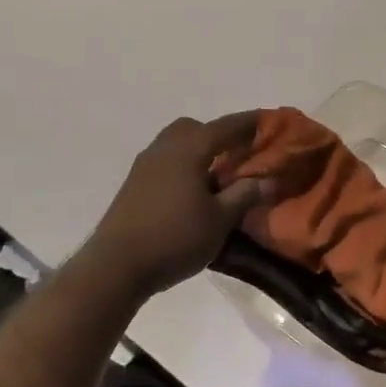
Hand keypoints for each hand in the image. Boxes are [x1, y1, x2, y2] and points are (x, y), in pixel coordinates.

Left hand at [87, 113, 274, 295]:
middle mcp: (165, 148)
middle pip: (195, 128)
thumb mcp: (220, 220)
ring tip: (218, 173)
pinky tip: (192, 191)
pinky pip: (165, 161)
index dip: (250, 123)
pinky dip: (183, 165)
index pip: (226, 127)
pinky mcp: (133, 184)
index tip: (269, 120)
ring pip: (176, 144)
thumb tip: (268, 180)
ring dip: (198, 150)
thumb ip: (245, 195)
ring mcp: (144, 165)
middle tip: (239, 152)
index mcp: (189, 149)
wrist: (115, 267)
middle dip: (218, 135)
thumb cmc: (175, 238)